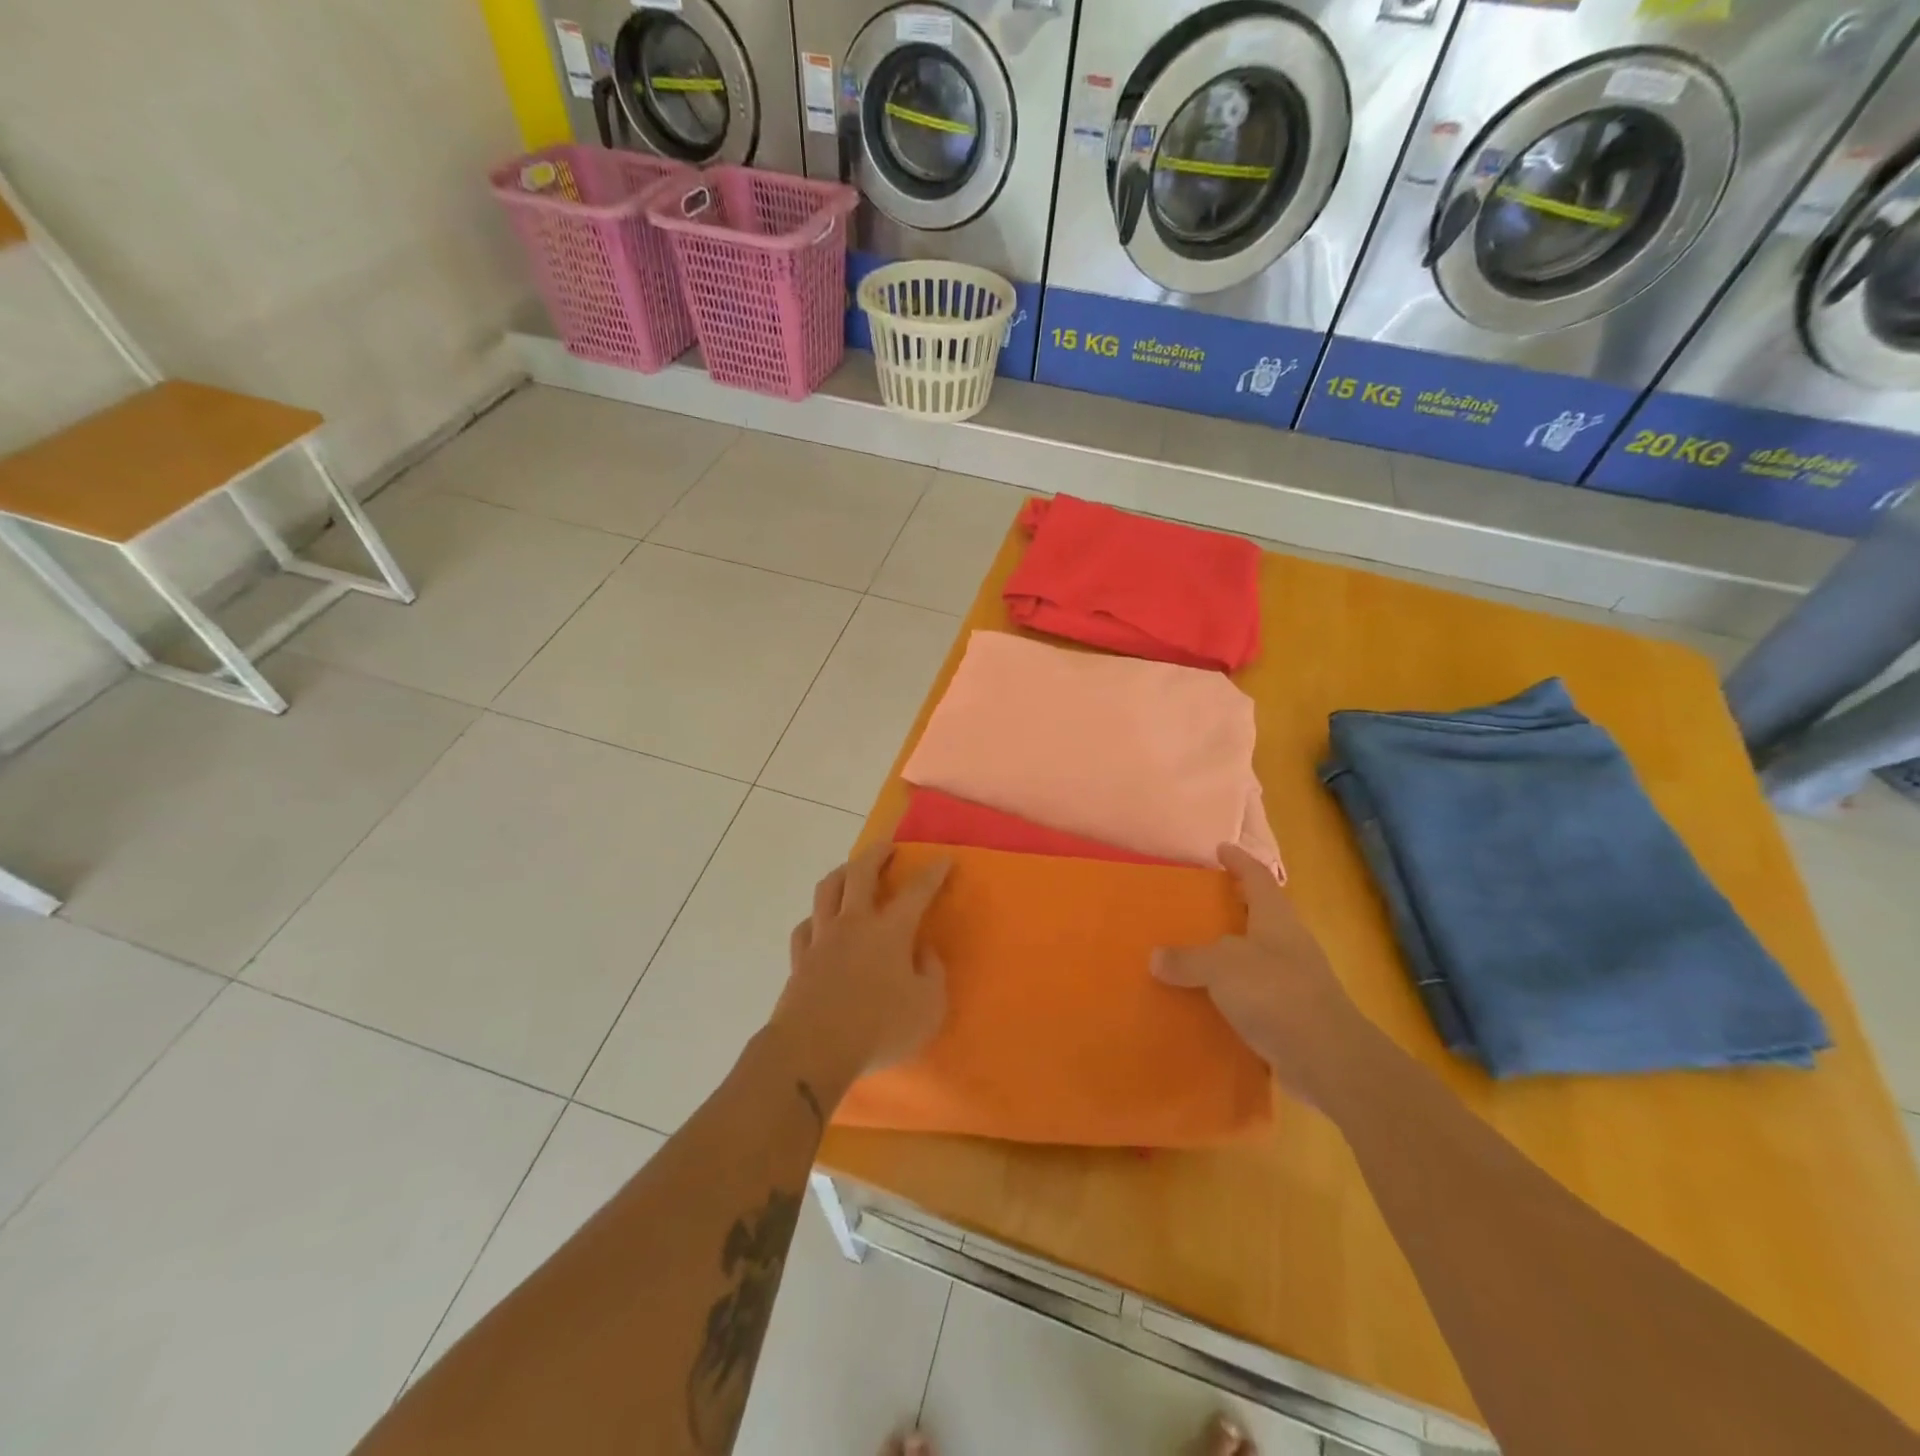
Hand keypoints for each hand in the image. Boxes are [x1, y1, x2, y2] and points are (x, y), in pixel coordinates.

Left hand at [771, 844, 952, 1096]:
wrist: (813, 1048)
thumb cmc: (879, 1028)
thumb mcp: (928, 1008)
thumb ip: (932, 975)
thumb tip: (923, 953)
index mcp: (890, 931)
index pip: (917, 892)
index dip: (933, 873)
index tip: (943, 859)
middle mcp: (854, 923)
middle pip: (861, 873)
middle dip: (877, 853)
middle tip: (887, 846)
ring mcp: (822, 938)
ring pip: (827, 890)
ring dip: (841, 873)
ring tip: (850, 871)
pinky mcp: (799, 958)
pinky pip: (805, 926)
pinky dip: (815, 918)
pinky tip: (819, 923)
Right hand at [1153, 844, 1361, 1107]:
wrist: (1329, 1060)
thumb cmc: (1276, 994)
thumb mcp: (1221, 967)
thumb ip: (1187, 959)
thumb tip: (1156, 957)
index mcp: (1276, 919)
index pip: (1257, 878)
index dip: (1239, 861)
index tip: (1220, 848)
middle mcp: (1288, 944)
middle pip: (1259, 915)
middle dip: (1232, 907)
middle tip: (1198, 904)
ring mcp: (1294, 982)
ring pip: (1255, 956)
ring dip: (1229, 954)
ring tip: (1194, 955)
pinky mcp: (1292, 1016)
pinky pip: (1253, 995)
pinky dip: (1231, 994)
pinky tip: (1207, 1003)